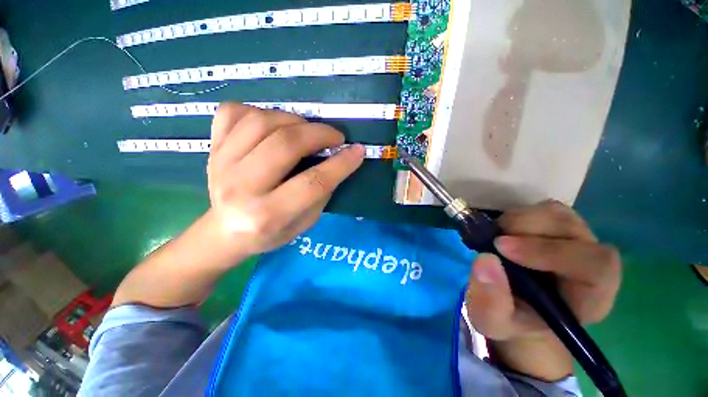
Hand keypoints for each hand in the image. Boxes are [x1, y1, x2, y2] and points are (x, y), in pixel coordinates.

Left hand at [205, 103, 364, 260]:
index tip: (358, 151)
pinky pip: (233, 113)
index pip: (312, 183)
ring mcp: (220, 164)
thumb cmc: (270, 233)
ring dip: (294, 120)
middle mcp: (241, 189)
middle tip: (335, 136)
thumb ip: (321, 193)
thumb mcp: (305, 222)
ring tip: (307, 130)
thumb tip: (337, 160)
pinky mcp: (211, 149)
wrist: (224, 232)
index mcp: (268, 215)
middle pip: (285, 145)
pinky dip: (259, 111)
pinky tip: (273, 125)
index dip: (341, 164)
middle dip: (319, 134)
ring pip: (261, 122)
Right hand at [464, 200, 621, 380]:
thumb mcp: (492, 322)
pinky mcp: (556, 226)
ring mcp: (575, 239)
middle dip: (525, 230)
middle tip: (493, 242)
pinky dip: (516, 216)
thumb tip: (486, 259)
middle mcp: (590, 261)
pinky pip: (541, 209)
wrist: (516, 306)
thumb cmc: (511, 319)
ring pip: (554, 212)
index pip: (595, 265)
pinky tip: (503, 233)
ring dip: (517, 220)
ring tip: (496, 238)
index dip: (551, 252)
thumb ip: (490, 301)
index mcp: (590, 296)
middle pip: (572, 229)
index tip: (502, 249)